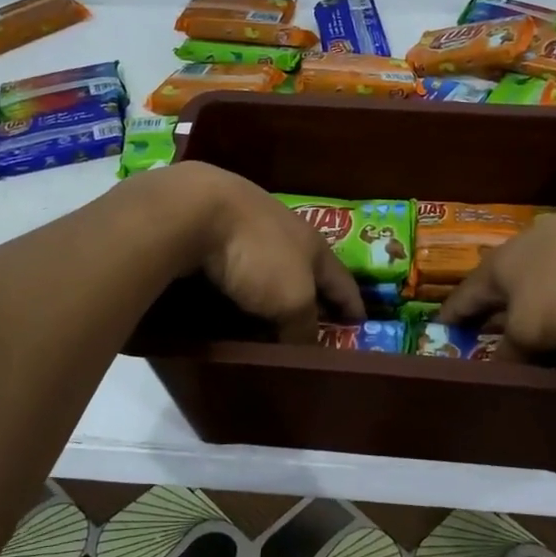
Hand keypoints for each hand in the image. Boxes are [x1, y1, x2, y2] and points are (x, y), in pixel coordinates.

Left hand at [161, 162, 365, 341]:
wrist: (195, 209)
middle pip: (306, 269)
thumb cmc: (257, 254)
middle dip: (312, 294)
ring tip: (272, 315)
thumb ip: (303, 325)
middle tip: (316, 322)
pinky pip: (236, 264)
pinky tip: (233, 295)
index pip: (341, 280)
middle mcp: (285, 231)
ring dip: (273, 289)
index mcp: (314, 244)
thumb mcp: (292, 299)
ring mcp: (247, 225)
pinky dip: (241, 282)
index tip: (360, 323)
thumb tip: (306, 347)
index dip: (352, 303)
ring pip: (269, 265)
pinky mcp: (212, 227)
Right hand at [440, 194, 555, 353]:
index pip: (462, 297)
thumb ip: (510, 350)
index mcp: (495, 267)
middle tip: (483, 336)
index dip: (449, 318)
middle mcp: (520, 251)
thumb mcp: (530, 330)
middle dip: (490, 310)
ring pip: (533, 282)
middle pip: (497, 286)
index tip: (438, 334)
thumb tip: (496, 367)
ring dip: (527, 304)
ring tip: (526, 327)